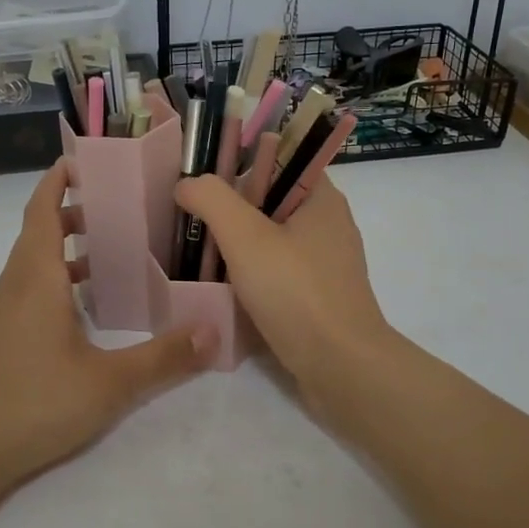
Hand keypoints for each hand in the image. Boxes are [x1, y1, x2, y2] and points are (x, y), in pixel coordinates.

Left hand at [0, 162, 213, 489]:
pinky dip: (59, 279)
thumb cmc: (32, 402)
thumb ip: (163, 357)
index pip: (42, 208)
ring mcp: (3, 311)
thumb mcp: (108, 383)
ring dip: (68, 247)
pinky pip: (31, 288)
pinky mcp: (0, 336)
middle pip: (40, 230)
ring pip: (35, 261)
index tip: (88, 161)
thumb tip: (213, 331)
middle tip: (121, 207)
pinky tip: (88, 309)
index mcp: (36, 276)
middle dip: (75, 210)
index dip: (59, 179)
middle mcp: (15, 283)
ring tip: (114, 250)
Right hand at [174, 173, 397, 412]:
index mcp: (322, 198)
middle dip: (232, 206)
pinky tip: (224, 285)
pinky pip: (278, 271)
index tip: (203, 177)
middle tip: (191, 216)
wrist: (341, 368)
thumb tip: (186, 184)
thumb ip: (211, 200)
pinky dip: (252, 272)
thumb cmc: (296, 292)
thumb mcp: (245, 237)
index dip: (241, 160)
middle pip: (271, 199)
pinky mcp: (318, 296)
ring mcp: (326, 264)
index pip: (280, 158)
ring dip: (238, 243)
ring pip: (272, 238)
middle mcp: (328, 224)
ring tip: (199, 249)